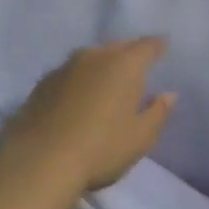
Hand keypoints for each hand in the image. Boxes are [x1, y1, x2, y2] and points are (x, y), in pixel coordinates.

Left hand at [0, 38, 176, 196]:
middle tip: (136, 64)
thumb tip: (169, 94)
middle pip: (117, 47)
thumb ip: (158, 113)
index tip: (163, 46)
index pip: (146, 46)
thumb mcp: (140, 138)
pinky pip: (69, 73)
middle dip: (129, 52)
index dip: (157, 46)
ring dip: (101, 64)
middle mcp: (95, 56)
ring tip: (106, 79)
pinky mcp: (42, 83)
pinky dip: (78, 79)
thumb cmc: (101, 149)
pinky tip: (77, 95)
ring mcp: (65, 67)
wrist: (40, 161)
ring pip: (90, 57)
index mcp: (124, 65)